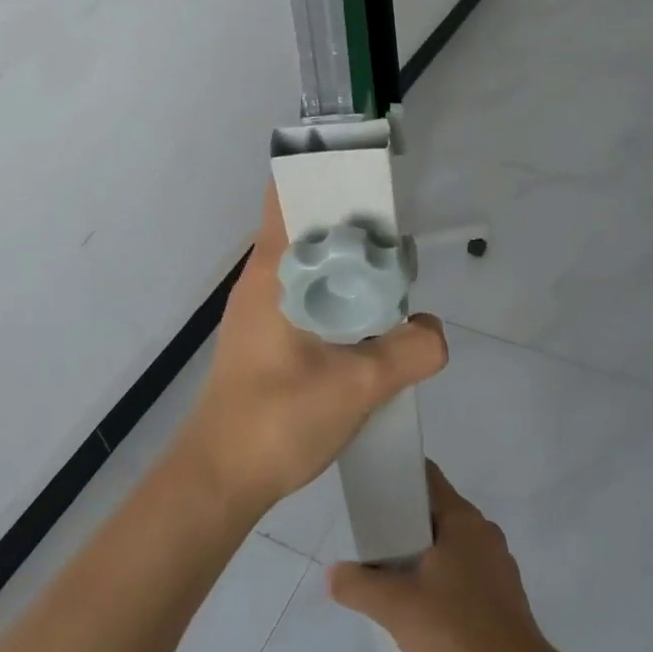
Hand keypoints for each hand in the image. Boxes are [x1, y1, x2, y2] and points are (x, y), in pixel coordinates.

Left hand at [180, 184, 448, 515]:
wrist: (220, 481)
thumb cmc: (277, 421)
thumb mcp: (357, 385)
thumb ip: (409, 350)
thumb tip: (432, 330)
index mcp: (273, 270)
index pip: (289, 191)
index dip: (328, 170)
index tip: (371, 171)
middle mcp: (264, 278)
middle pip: (308, 223)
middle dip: (352, 218)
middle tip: (399, 230)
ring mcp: (263, 308)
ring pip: (312, 262)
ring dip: (349, 261)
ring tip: (393, 274)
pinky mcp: (269, 336)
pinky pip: (310, 294)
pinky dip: (340, 292)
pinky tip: (370, 319)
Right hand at [328, 462, 552, 651]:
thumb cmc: (456, 629)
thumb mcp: (396, 607)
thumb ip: (359, 585)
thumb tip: (334, 574)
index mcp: (462, 519)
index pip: (426, 477)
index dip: (397, 477)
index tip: (370, 490)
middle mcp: (483, 531)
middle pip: (436, 511)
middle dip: (403, 523)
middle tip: (371, 541)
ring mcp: (498, 563)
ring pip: (450, 544)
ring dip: (422, 553)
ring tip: (392, 577)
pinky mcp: (504, 594)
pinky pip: (465, 570)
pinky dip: (442, 577)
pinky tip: (424, 607)